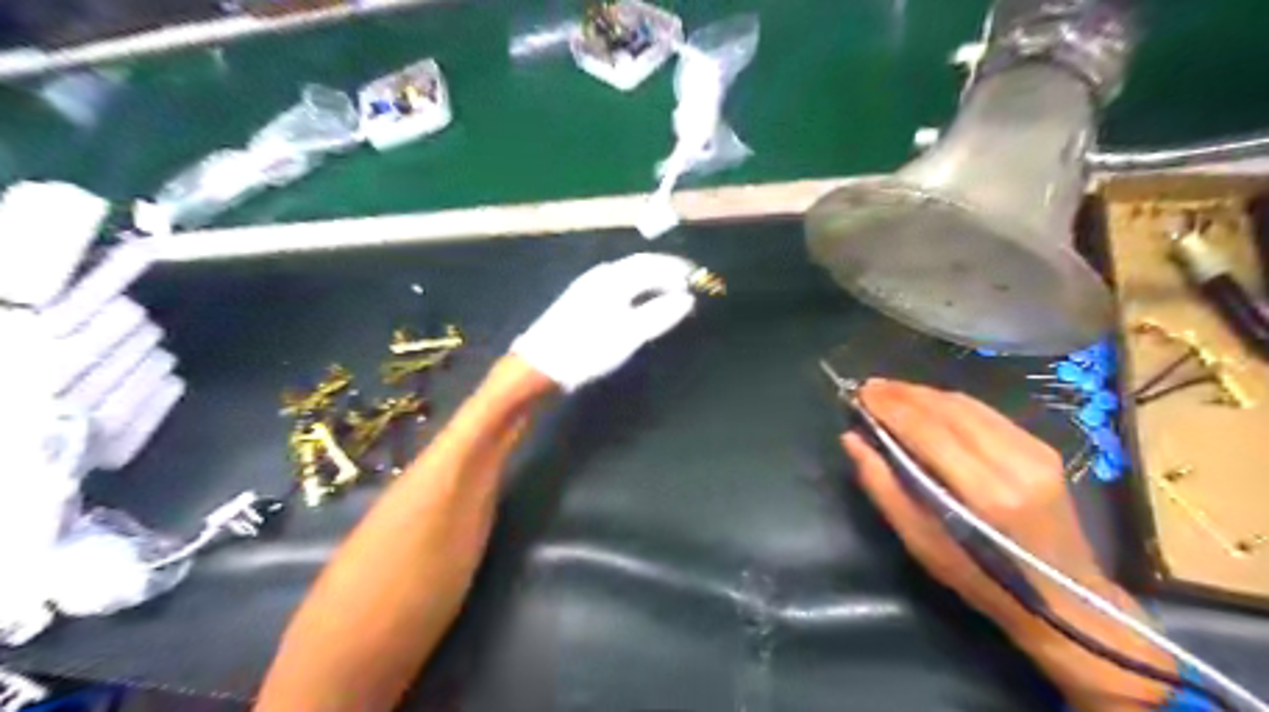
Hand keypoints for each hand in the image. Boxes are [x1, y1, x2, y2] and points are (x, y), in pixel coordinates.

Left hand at [510, 253, 697, 391]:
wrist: (540, 366)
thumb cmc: (587, 348)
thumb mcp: (629, 334)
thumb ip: (659, 314)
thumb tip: (688, 299)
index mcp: (613, 278)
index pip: (651, 264)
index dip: (675, 269)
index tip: (696, 277)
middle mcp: (600, 276)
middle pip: (638, 265)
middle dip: (664, 270)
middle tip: (685, 281)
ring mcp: (587, 288)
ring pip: (626, 275)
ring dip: (650, 279)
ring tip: (667, 291)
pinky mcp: (580, 303)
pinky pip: (617, 285)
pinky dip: (635, 289)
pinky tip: (637, 302)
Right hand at [841, 380, 1178, 711]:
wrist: (1064, 597)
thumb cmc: (980, 578)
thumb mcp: (919, 541)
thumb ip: (883, 485)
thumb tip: (851, 439)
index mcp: (984, 493)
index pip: (927, 431)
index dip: (891, 407)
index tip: (860, 393)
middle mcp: (1013, 462)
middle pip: (948, 410)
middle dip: (903, 394)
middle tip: (869, 387)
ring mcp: (1034, 451)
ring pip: (967, 405)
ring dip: (924, 394)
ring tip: (890, 391)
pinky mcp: (1042, 447)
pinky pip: (985, 413)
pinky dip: (949, 403)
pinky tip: (927, 403)